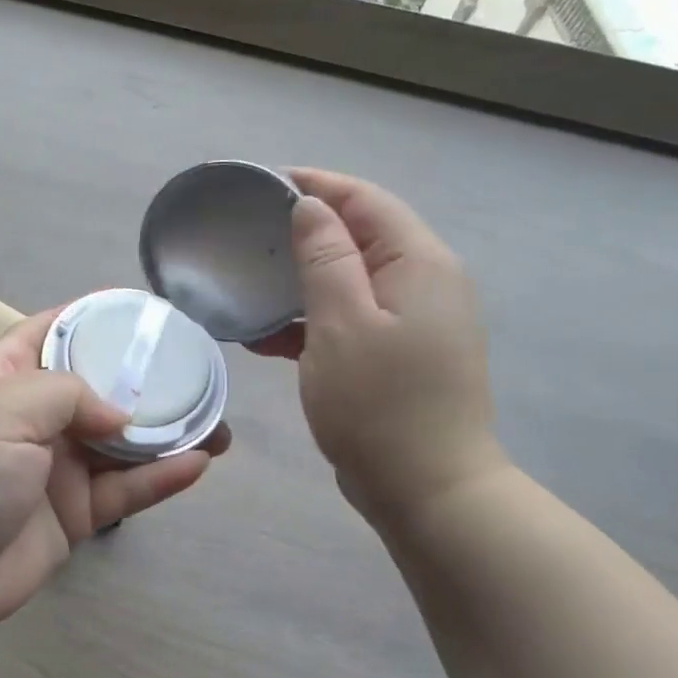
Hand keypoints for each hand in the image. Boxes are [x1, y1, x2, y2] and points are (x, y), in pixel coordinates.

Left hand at [0, 309, 229, 638]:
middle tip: (198, 373)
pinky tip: (198, 463)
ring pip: (122, 443)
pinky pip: (124, 491)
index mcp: (6, 375)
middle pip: (100, 387)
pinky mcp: (73, 515)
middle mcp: (33, 416)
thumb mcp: (4, 405)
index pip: (53, 330)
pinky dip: (160, 478)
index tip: (145, 312)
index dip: (96, 318)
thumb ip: (70, 393)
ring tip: (217, 423)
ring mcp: (55, 467)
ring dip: (167, 433)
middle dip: (146, 381)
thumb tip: (119, 415)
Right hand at [251, 168, 505, 526]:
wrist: (428, 492)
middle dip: (305, 231)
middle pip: (361, 235)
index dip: (316, 184)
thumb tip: (311, 205)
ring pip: (352, 279)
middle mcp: (427, 282)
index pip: (365, 201)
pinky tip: (266, 337)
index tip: (262, 185)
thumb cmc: (379, 404)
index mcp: (420, 263)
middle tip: (249, 236)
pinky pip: (353, 317)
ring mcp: (417, 321)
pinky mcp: (402, 354)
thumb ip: (325, 257)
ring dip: (303, 280)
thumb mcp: (341, 323)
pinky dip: (312, 319)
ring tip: (250, 287)